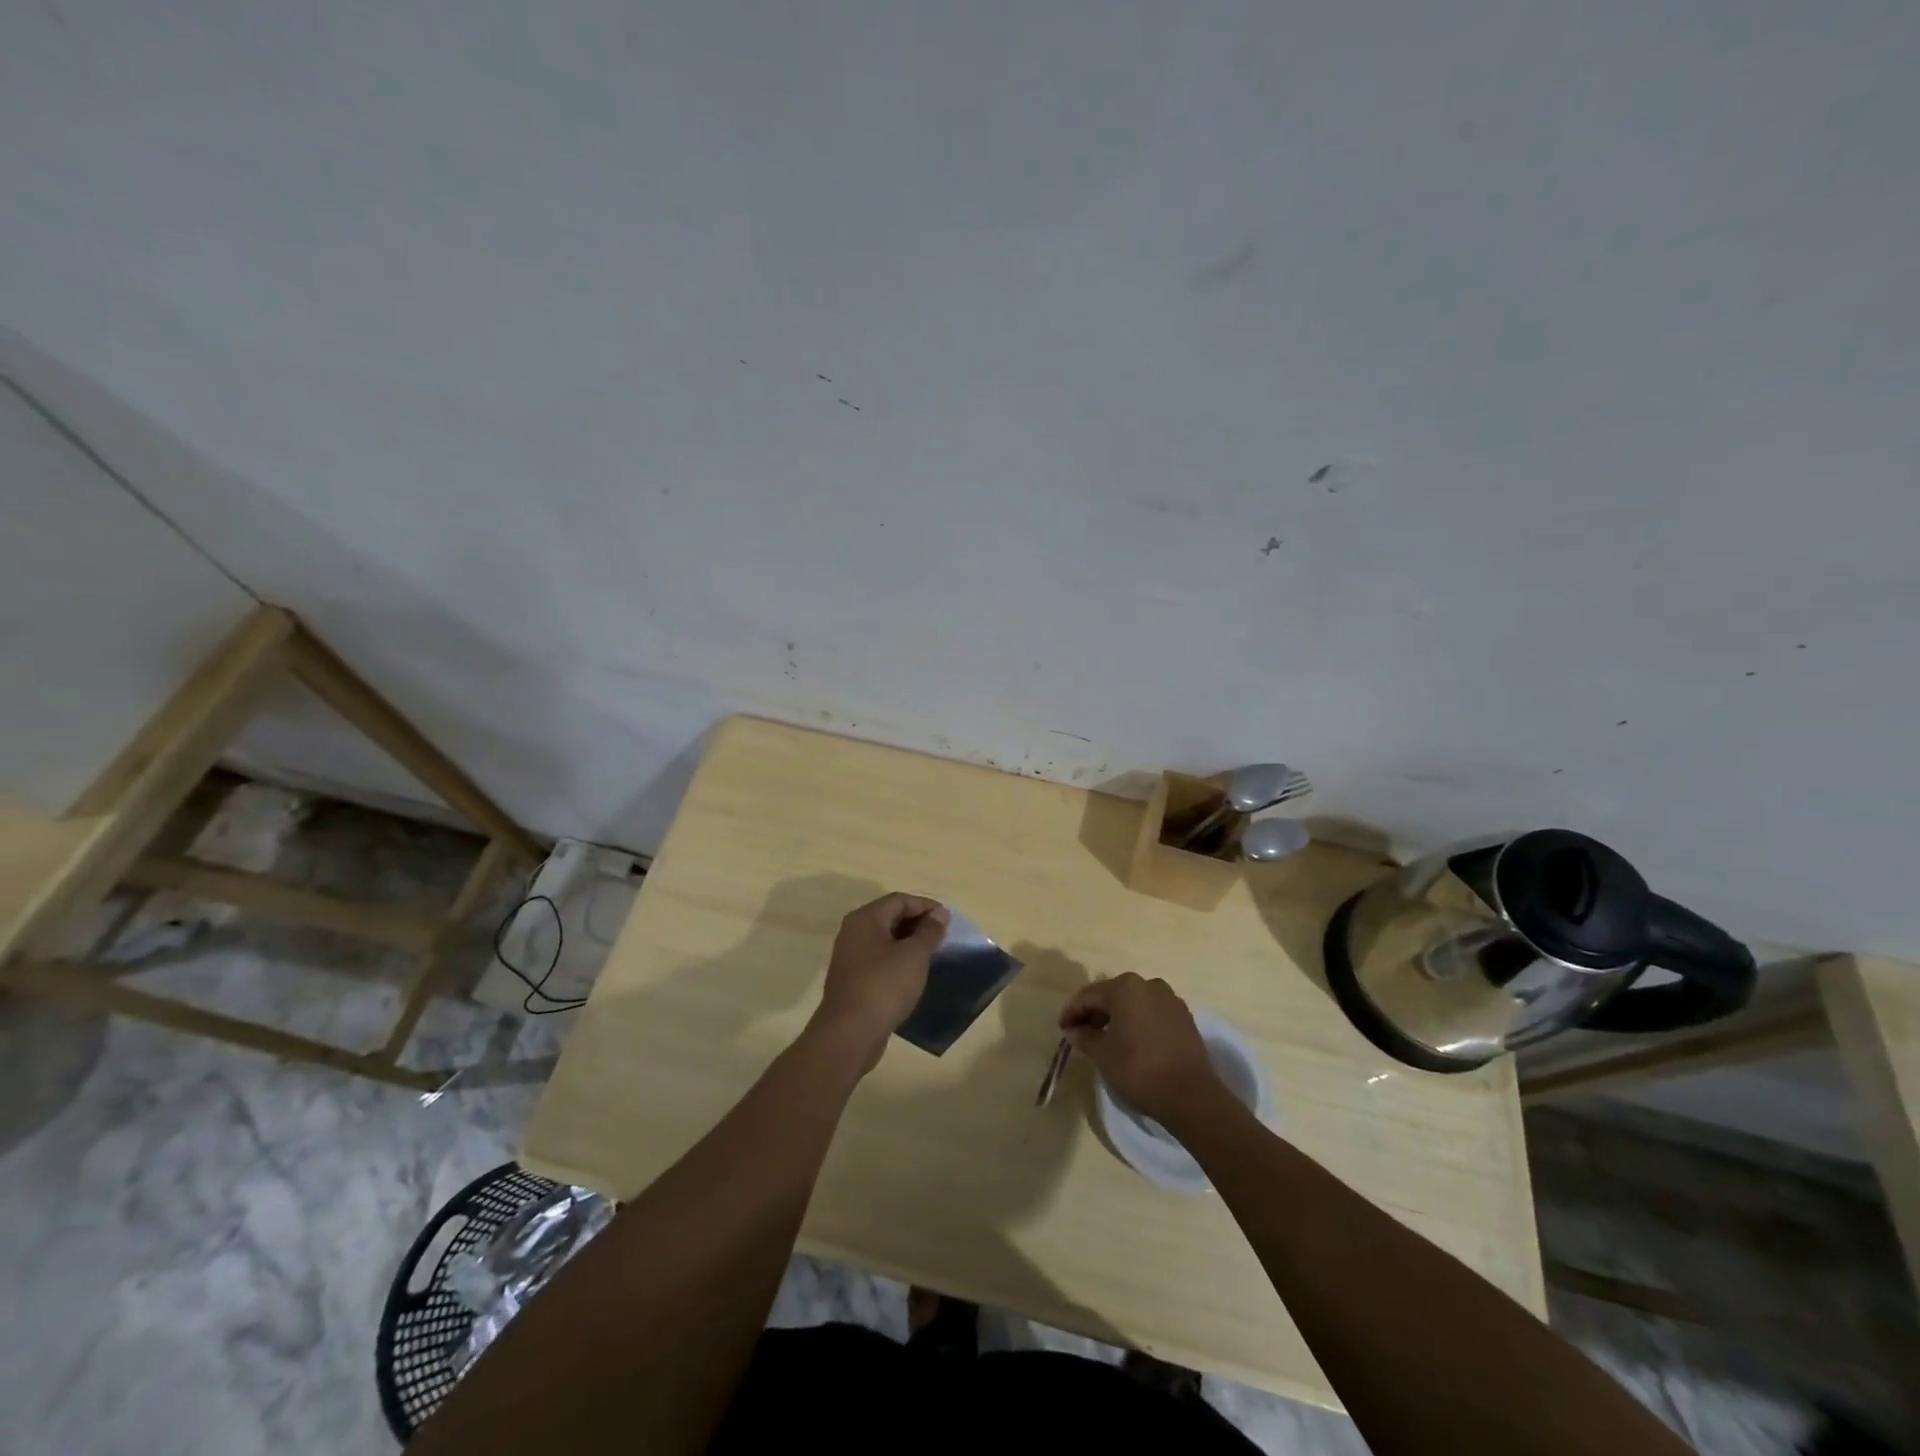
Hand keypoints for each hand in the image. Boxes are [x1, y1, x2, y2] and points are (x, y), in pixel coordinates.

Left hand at [807, 893, 949, 1072]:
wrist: (849, 1034)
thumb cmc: (884, 986)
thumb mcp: (914, 955)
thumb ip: (929, 931)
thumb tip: (940, 913)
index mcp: (865, 919)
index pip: (899, 900)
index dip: (926, 906)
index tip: (948, 920)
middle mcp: (853, 932)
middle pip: (890, 917)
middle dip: (918, 923)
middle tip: (942, 937)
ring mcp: (850, 957)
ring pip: (885, 939)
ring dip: (909, 943)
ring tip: (932, 955)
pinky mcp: (852, 980)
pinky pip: (879, 959)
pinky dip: (898, 960)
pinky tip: (913, 974)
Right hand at [1058, 973, 1222, 1126]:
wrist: (1191, 1096)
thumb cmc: (1139, 1070)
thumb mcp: (1103, 1054)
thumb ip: (1084, 1037)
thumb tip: (1074, 1030)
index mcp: (1125, 987)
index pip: (1089, 995)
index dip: (1072, 1012)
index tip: (1062, 1029)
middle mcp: (1149, 985)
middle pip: (1112, 995)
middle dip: (1094, 1013)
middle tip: (1080, 1033)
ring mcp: (1170, 999)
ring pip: (1133, 1003)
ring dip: (1116, 1017)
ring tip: (1104, 1039)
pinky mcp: (1184, 1017)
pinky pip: (1152, 1013)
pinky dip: (1137, 1022)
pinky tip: (1131, 1042)